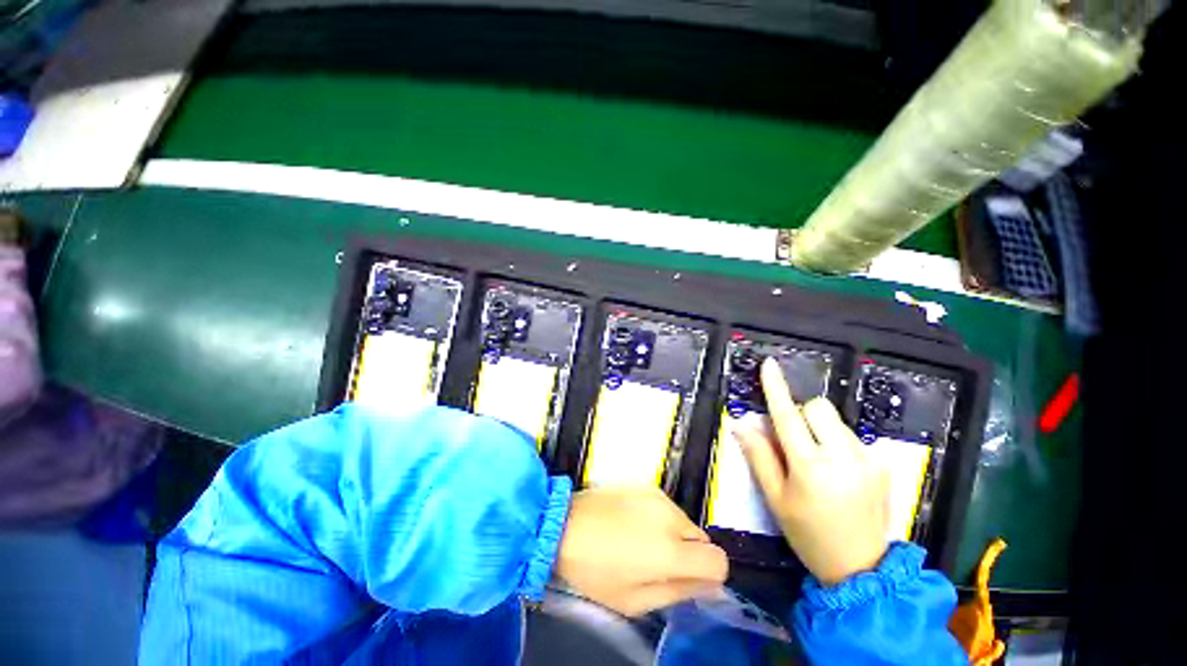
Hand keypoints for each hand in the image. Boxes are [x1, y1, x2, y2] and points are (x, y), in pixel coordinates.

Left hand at [556, 487, 728, 615]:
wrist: (564, 524)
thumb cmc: (594, 570)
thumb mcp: (634, 601)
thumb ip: (678, 592)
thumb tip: (707, 584)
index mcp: (671, 551)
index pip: (718, 560)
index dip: (710, 575)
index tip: (691, 581)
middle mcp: (671, 517)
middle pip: (702, 540)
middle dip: (690, 555)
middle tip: (659, 565)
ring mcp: (658, 496)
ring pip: (684, 522)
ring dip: (674, 535)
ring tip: (641, 543)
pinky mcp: (645, 484)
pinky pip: (667, 507)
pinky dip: (660, 518)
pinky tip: (633, 524)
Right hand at [734, 359, 888, 584]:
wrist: (863, 568)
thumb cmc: (808, 534)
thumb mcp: (775, 499)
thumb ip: (759, 456)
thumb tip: (741, 425)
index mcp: (810, 468)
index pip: (787, 416)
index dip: (775, 388)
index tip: (769, 365)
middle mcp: (843, 457)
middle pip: (817, 407)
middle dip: (801, 414)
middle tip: (795, 441)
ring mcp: (867, 459)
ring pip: (835, 419)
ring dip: (819, 428)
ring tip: (818, 459)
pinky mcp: (881, 463)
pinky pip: (851, 434)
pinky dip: (837, 441)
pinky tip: (838, 470)